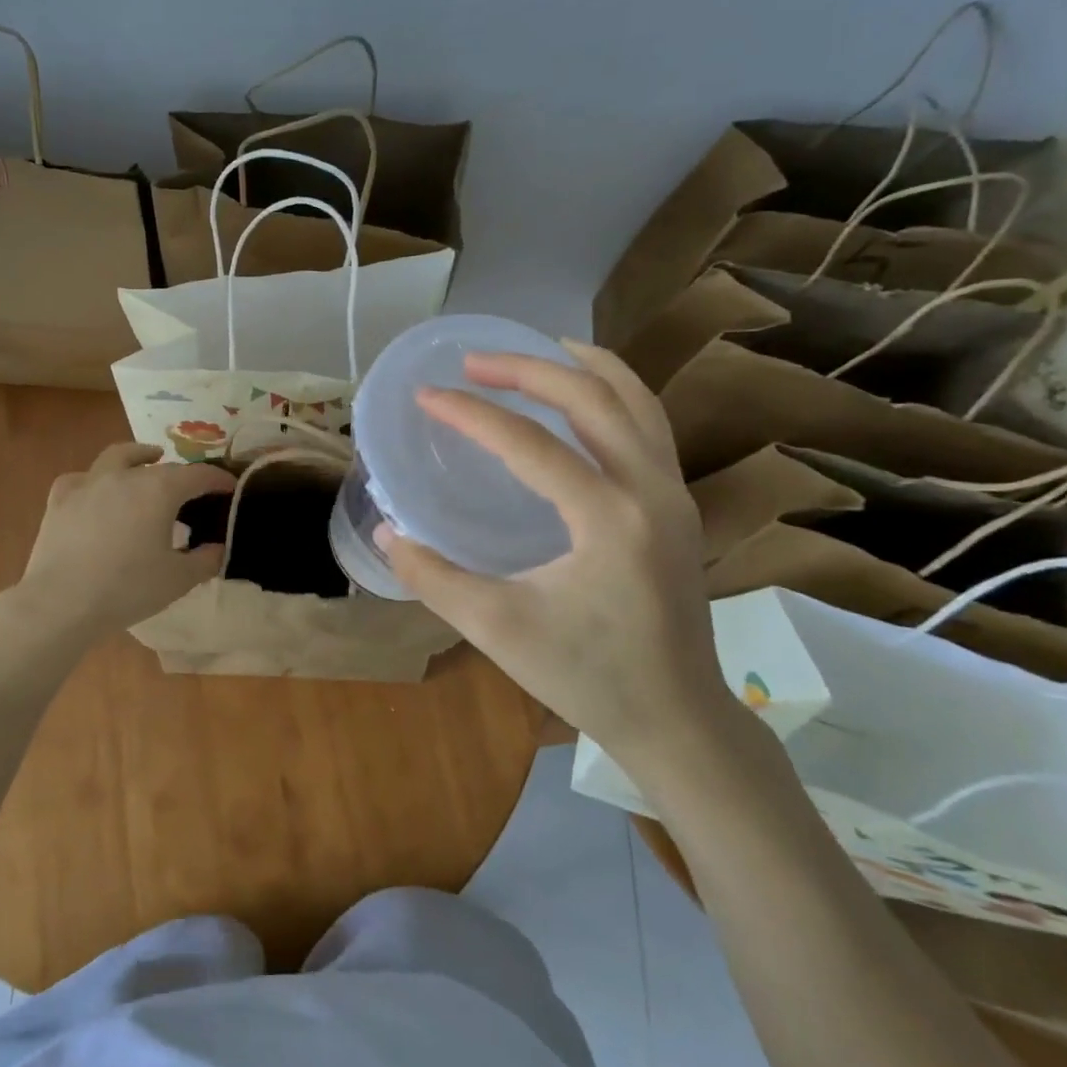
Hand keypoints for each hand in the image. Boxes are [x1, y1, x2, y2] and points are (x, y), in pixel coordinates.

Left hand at [14, 442, 235, 635]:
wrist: (61, 603)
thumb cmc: (127, 589)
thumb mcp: (179, 579)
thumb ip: (206, 560)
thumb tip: (219, 548)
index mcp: (160, 490)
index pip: (198, 475)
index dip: (218, 480)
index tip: (230, 488)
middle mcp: (127, 476)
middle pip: (162, 467)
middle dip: (183, 475)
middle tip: (193, 491)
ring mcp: (90, 483)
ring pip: (119, 456)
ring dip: (139, 456)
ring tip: (149, 459)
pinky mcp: (60, 499)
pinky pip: (82, 479)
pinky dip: (95, 480)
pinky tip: (97, 490)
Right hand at [380, 344, 735, 772]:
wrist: (679, 718)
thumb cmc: (588, 677)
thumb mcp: (497, 630)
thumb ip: (434, 577)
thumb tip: (387, 532)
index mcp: (608, 519)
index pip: (529, 444)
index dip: (470, 413)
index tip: (426, 394)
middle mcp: (650, 490)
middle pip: (592, 397)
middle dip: (527, 369)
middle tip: (473, 362)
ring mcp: (673, 493)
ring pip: (634, 399)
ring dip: (581, 368)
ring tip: (535, 348)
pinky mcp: (677, 503)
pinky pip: (648, 423)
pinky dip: (612, 392)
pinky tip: (581, 394)